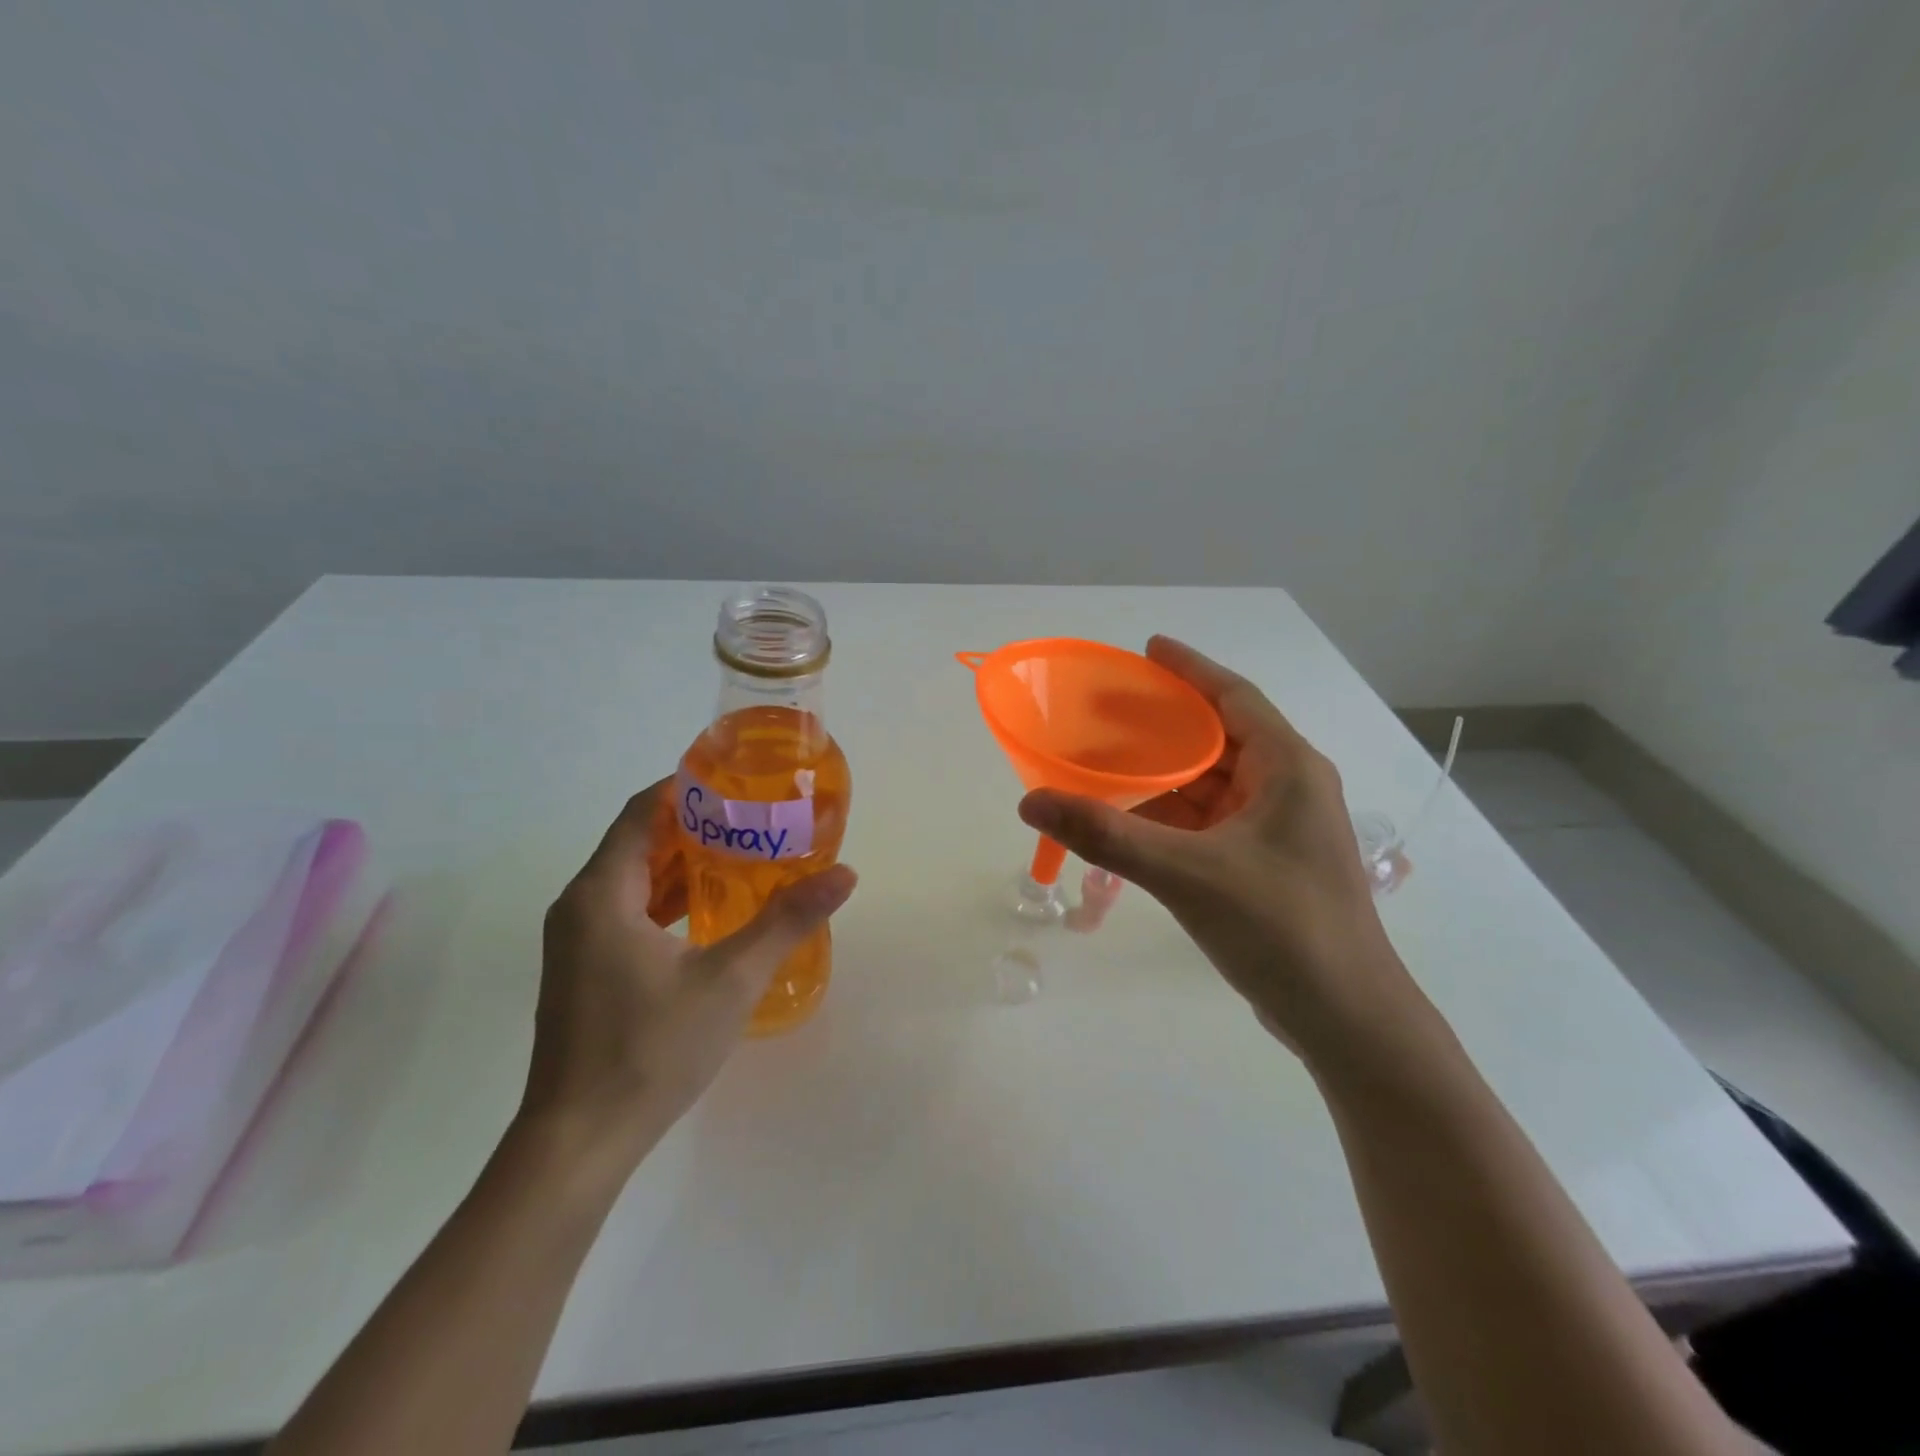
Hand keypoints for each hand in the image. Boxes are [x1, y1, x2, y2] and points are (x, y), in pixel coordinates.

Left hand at [524, 780, 856, 1163]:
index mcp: (600, 894)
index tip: (737, 780)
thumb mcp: (730, 979)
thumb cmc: (650, 1048)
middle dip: (694, 825)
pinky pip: (628, 912)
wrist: (579, 1142)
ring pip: (632, 880)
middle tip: (754, 818)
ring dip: (683, 864)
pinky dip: (668, 899)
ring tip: (743, 855)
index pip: (642, 812)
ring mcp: (578, 942)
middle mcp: (580, 907)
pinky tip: (712, 911)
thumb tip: (845, 875)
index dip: (686, 788)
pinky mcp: (585, 971)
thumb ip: (787, 921)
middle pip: (638, 842)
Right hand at [1019, 637, 1417, 1060]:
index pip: (1234, 697)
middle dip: (1164, 723)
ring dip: (1163, 774)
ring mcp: (1277, 830)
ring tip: (1106, 762)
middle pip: (1218, 738)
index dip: (1190, 669)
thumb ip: (1106, 836)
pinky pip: (1208, 822)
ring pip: (1210, 785)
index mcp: (1287, 768)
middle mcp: (1287, 788)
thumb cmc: (1281, 929)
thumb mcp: (1187, 874)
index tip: (1147, 649)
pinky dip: (1170, 815)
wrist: (1346, 1020)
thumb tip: (1031, 802)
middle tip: (1106, 710)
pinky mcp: (1264, 865)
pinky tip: (1129, 820)